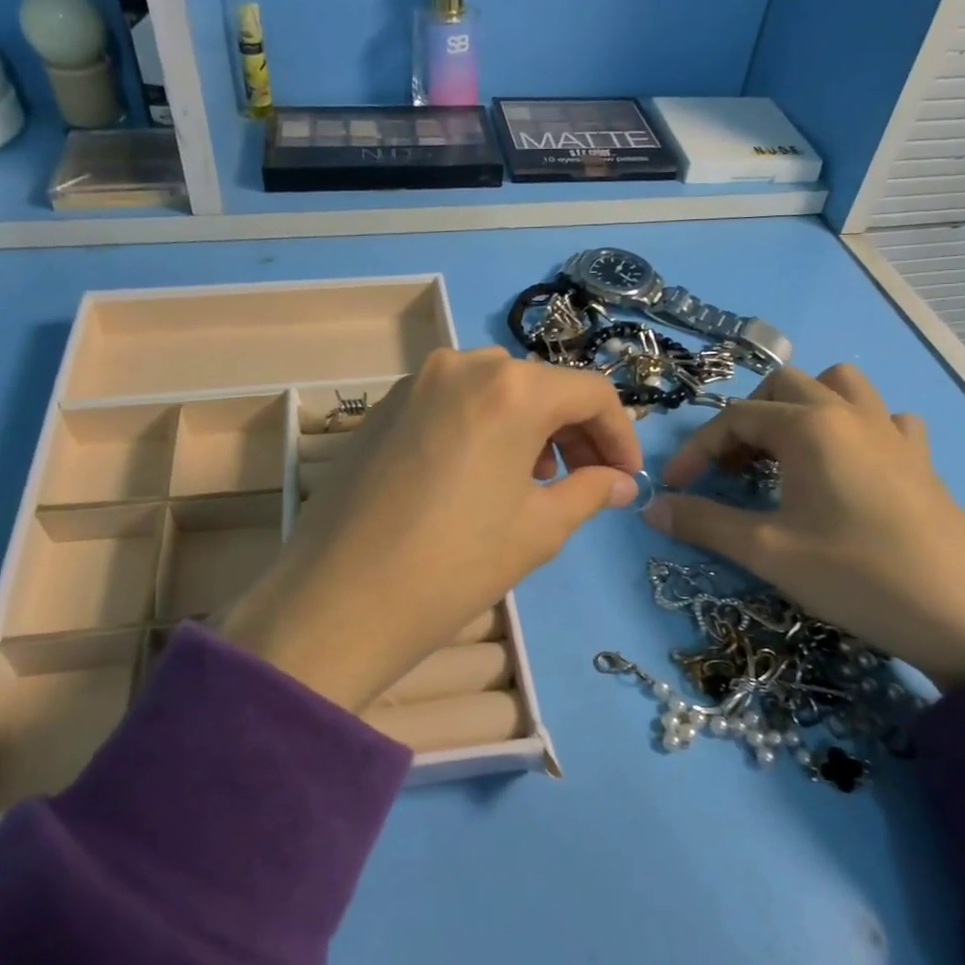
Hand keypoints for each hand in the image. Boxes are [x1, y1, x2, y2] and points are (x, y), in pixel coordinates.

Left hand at [219, 348, 642, 710]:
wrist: (339, 599)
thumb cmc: (455, 564)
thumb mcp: (537, 530)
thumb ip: (588, 492)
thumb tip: (621, 482)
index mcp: (511, 388)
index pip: (589, 392)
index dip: (619, 433)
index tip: (626, 476)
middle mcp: (462, 365)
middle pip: (539, 385)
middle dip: (573, 430)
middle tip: (585, 480)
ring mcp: (415, 382)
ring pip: (494, 390)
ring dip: (527, 427)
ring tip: (533, 481)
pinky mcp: (384, 406)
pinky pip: (452, 402)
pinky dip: (482, 427)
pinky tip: (479, 474)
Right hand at [645, 364, 964, 692]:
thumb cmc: (857, 575)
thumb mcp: (767, 552)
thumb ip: (703, 522)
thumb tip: (651, 507)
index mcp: (809, 427)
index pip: (734, 418)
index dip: (696, 450)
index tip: (676, 488)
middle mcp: (850, 414)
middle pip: (783, 386)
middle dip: (746, 419)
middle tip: (731, 468)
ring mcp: (892, 433)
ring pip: (839, 386)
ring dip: (802, 407)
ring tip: (785, 453)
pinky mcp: (921, 460)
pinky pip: (883, 419)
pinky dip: (856, 428)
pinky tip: (849, 465)